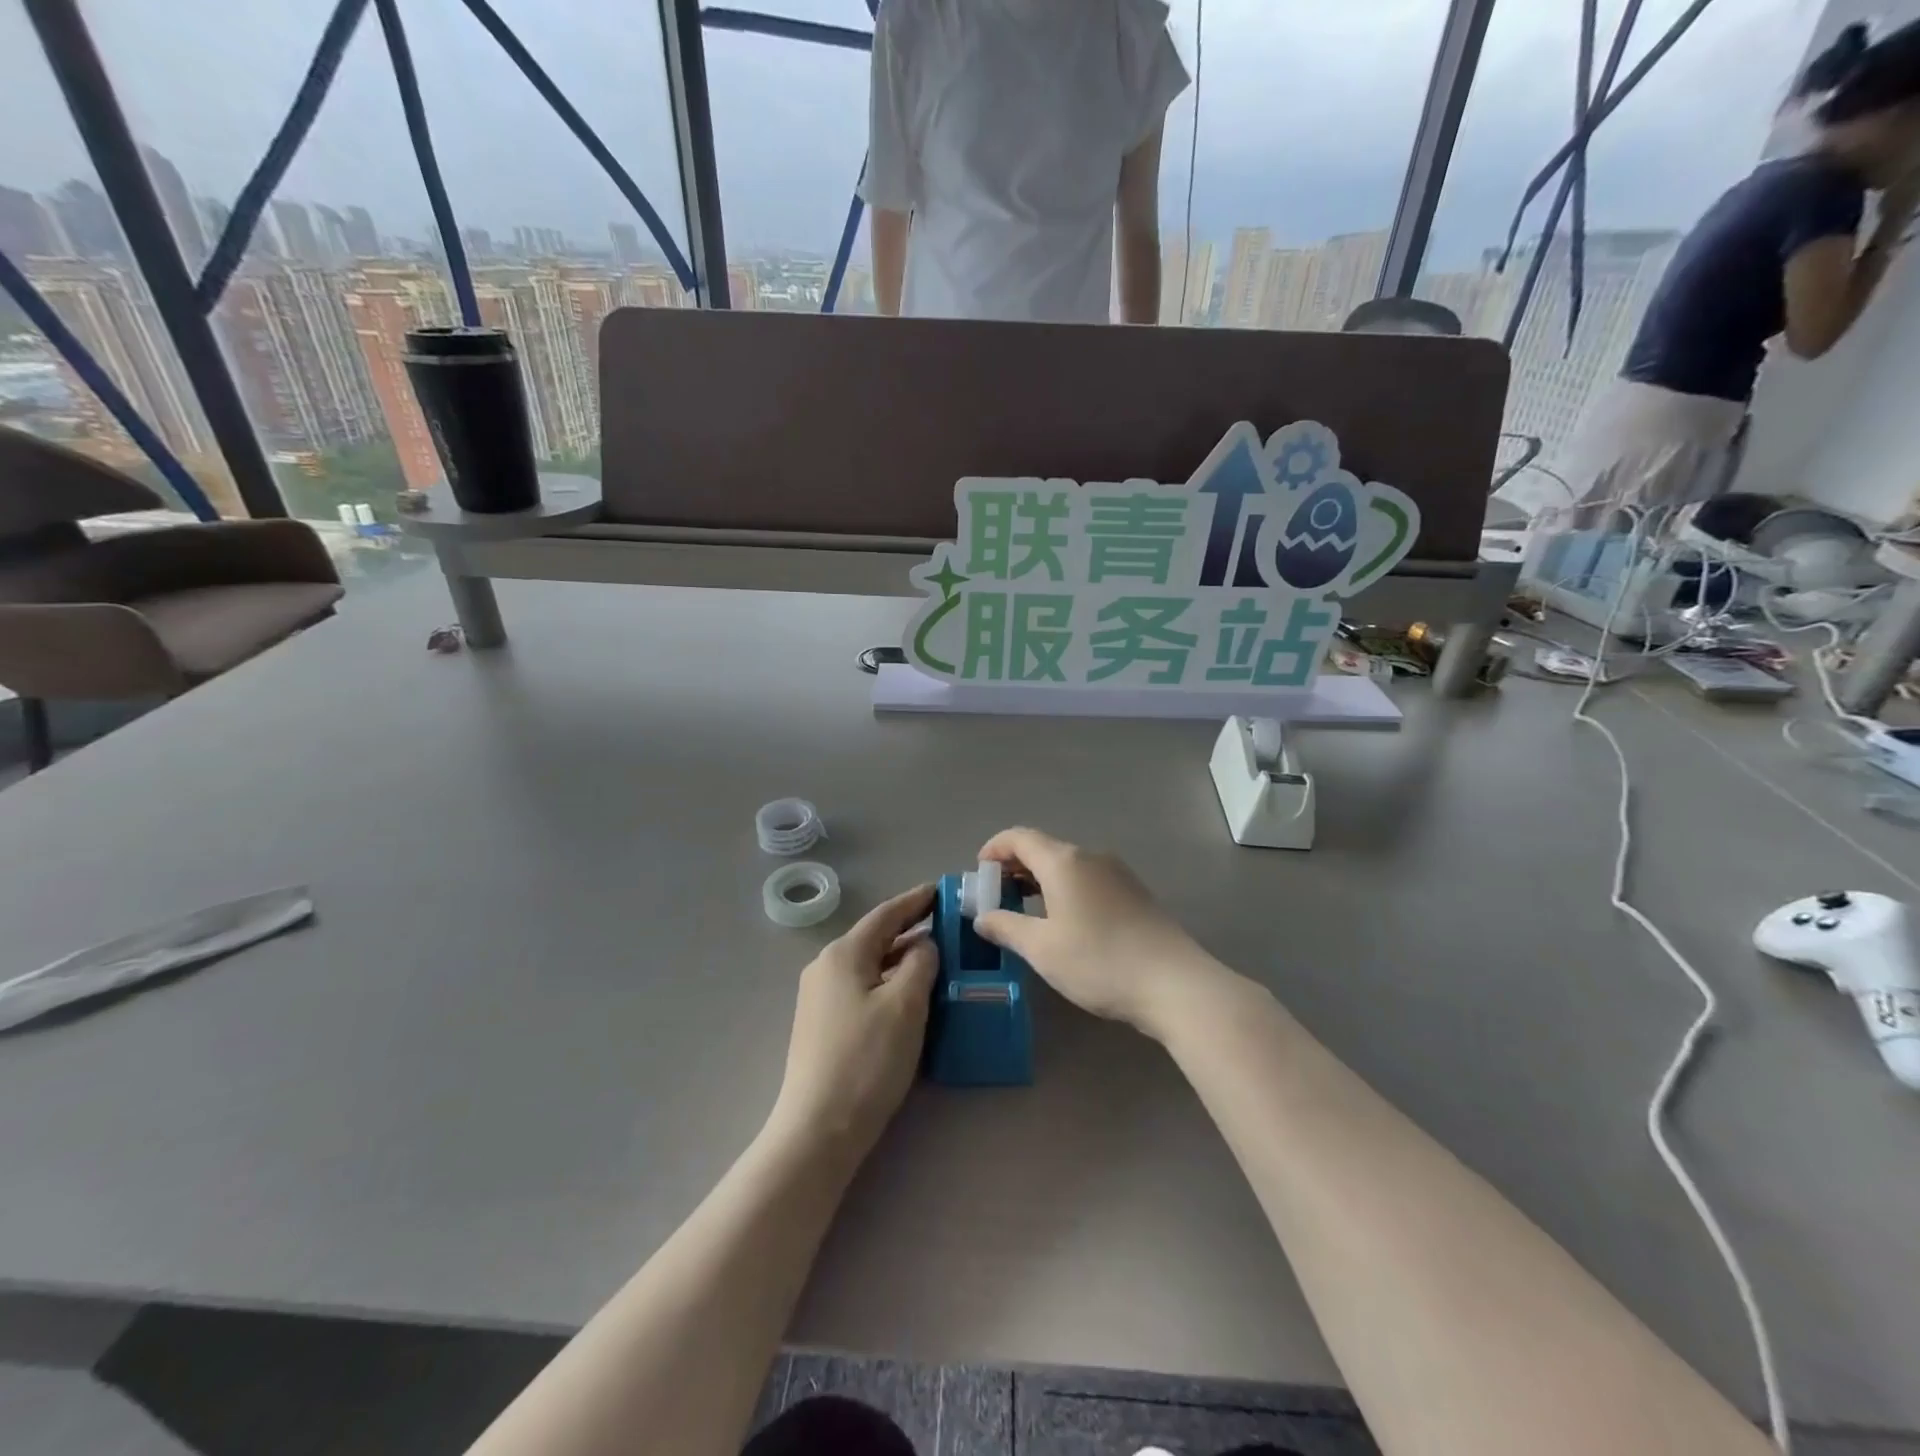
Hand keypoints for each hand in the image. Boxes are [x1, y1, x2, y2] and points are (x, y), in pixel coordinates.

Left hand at [768, 885, 936, 1159]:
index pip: (886, 914)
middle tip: (949, 925)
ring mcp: (820, 997)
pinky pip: (862, 987)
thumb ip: (920, 963)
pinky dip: (889, 981)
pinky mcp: (823, 1024)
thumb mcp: (906, 1004)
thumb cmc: (867, 1059)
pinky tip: (910, 995)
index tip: (944, 889)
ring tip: (938, 958)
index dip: (916, 900)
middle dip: (911, 929)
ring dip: (902, 958)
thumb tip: (924, 945)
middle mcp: (825, 967)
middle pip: (875, 937)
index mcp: (843, 953)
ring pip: (870, 964)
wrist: (818, 1129)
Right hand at [972, 827, 1229, 1041]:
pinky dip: (1064, 889)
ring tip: (1025, 910)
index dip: (994, 849)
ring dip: (1040, 879)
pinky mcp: (1134, 892)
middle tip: (996, 896)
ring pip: (1067, 865)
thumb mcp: (1042, 949)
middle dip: (1015, 866)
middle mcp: (1091, 857)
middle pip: (1044, 848)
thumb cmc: (1099, 962)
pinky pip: (1088, 879)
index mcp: (1064, 861)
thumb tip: (982, 917)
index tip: (978, 873)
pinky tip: (1064, 921)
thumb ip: (1006, 927)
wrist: (1175, 983)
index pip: (1019, 837)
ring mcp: (1117, 873)